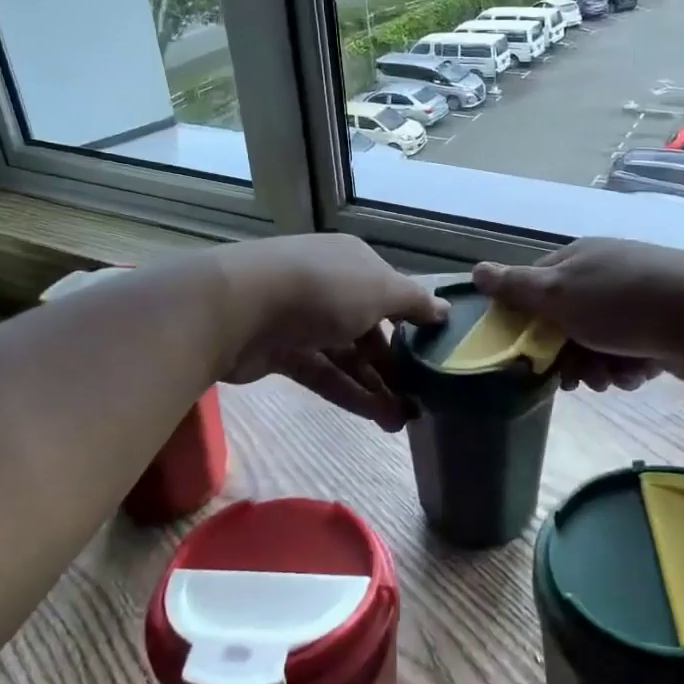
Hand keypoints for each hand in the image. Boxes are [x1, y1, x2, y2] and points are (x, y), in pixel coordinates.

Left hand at [214, 235, 447, 429]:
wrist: (239, 306)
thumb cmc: (322, 289)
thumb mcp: (381, 289)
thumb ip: (414, 302)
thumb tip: (444, 310)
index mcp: (353, 263)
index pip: (390, 293)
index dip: (413, 324)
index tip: (434, 357)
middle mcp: (329, 286)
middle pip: (369, 329)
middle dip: (394, 365)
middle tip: (418, 400)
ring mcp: (301, 319)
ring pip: (346, 355)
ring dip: (374, 386)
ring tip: (401, 421)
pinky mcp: (280, 351)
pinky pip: (322, 373)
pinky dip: (348, 393)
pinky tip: (375, 417)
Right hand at [472, 238, 683, 389]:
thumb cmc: (622, 303)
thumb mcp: (558, 294)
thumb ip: (516, 287)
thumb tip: (476, 270)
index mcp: (577, 260)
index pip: (535, 287)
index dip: (526, 321)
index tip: (526, 354)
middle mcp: (604, 275)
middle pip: (565, 321)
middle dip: (565, 354)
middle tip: (570, 380)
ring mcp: (636, 301)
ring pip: (596, 342)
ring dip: (597, 366)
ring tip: (609, 377)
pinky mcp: (662, 328)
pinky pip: (629, 353)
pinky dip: (628, 367)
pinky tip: (637, 373)